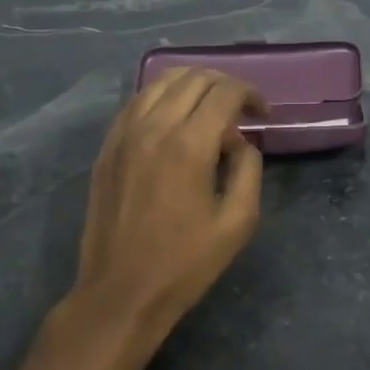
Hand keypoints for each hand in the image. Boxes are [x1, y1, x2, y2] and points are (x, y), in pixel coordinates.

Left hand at [68, 68, 264, 351]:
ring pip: (160, 82)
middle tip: (241, 109)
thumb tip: (240, 141)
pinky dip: (161, 97)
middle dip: (224, 84)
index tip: (262, 113)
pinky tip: (173, 118)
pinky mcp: (107, 148)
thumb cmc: (185, 263)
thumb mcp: (237, 222)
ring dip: (192, 84)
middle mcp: (153, 127)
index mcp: (189, 145)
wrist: (121, 291)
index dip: (250, 93)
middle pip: (193, 78)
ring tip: (209, 107)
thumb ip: (247, 169)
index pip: (224, 92)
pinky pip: (136, 103)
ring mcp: (123, 135)